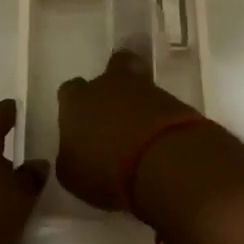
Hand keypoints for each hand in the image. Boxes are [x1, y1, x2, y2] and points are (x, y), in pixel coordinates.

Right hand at [55, 51, 206, 212]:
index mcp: (77, 101)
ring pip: (140, 83)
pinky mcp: (174, 100)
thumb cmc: (105, 170)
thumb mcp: (72, 176)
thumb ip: (70, 158)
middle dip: (113, 83)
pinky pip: (162, 104)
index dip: (74, 105)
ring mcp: (145, 89)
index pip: (69, 91)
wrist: (162, 162)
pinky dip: (160, 117)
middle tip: (115, 111)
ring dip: (139, 101)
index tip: (80, 125)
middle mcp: (108, 85)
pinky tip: (159, 139)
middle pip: (112, 67)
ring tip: (141, 131)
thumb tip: (74, 153)